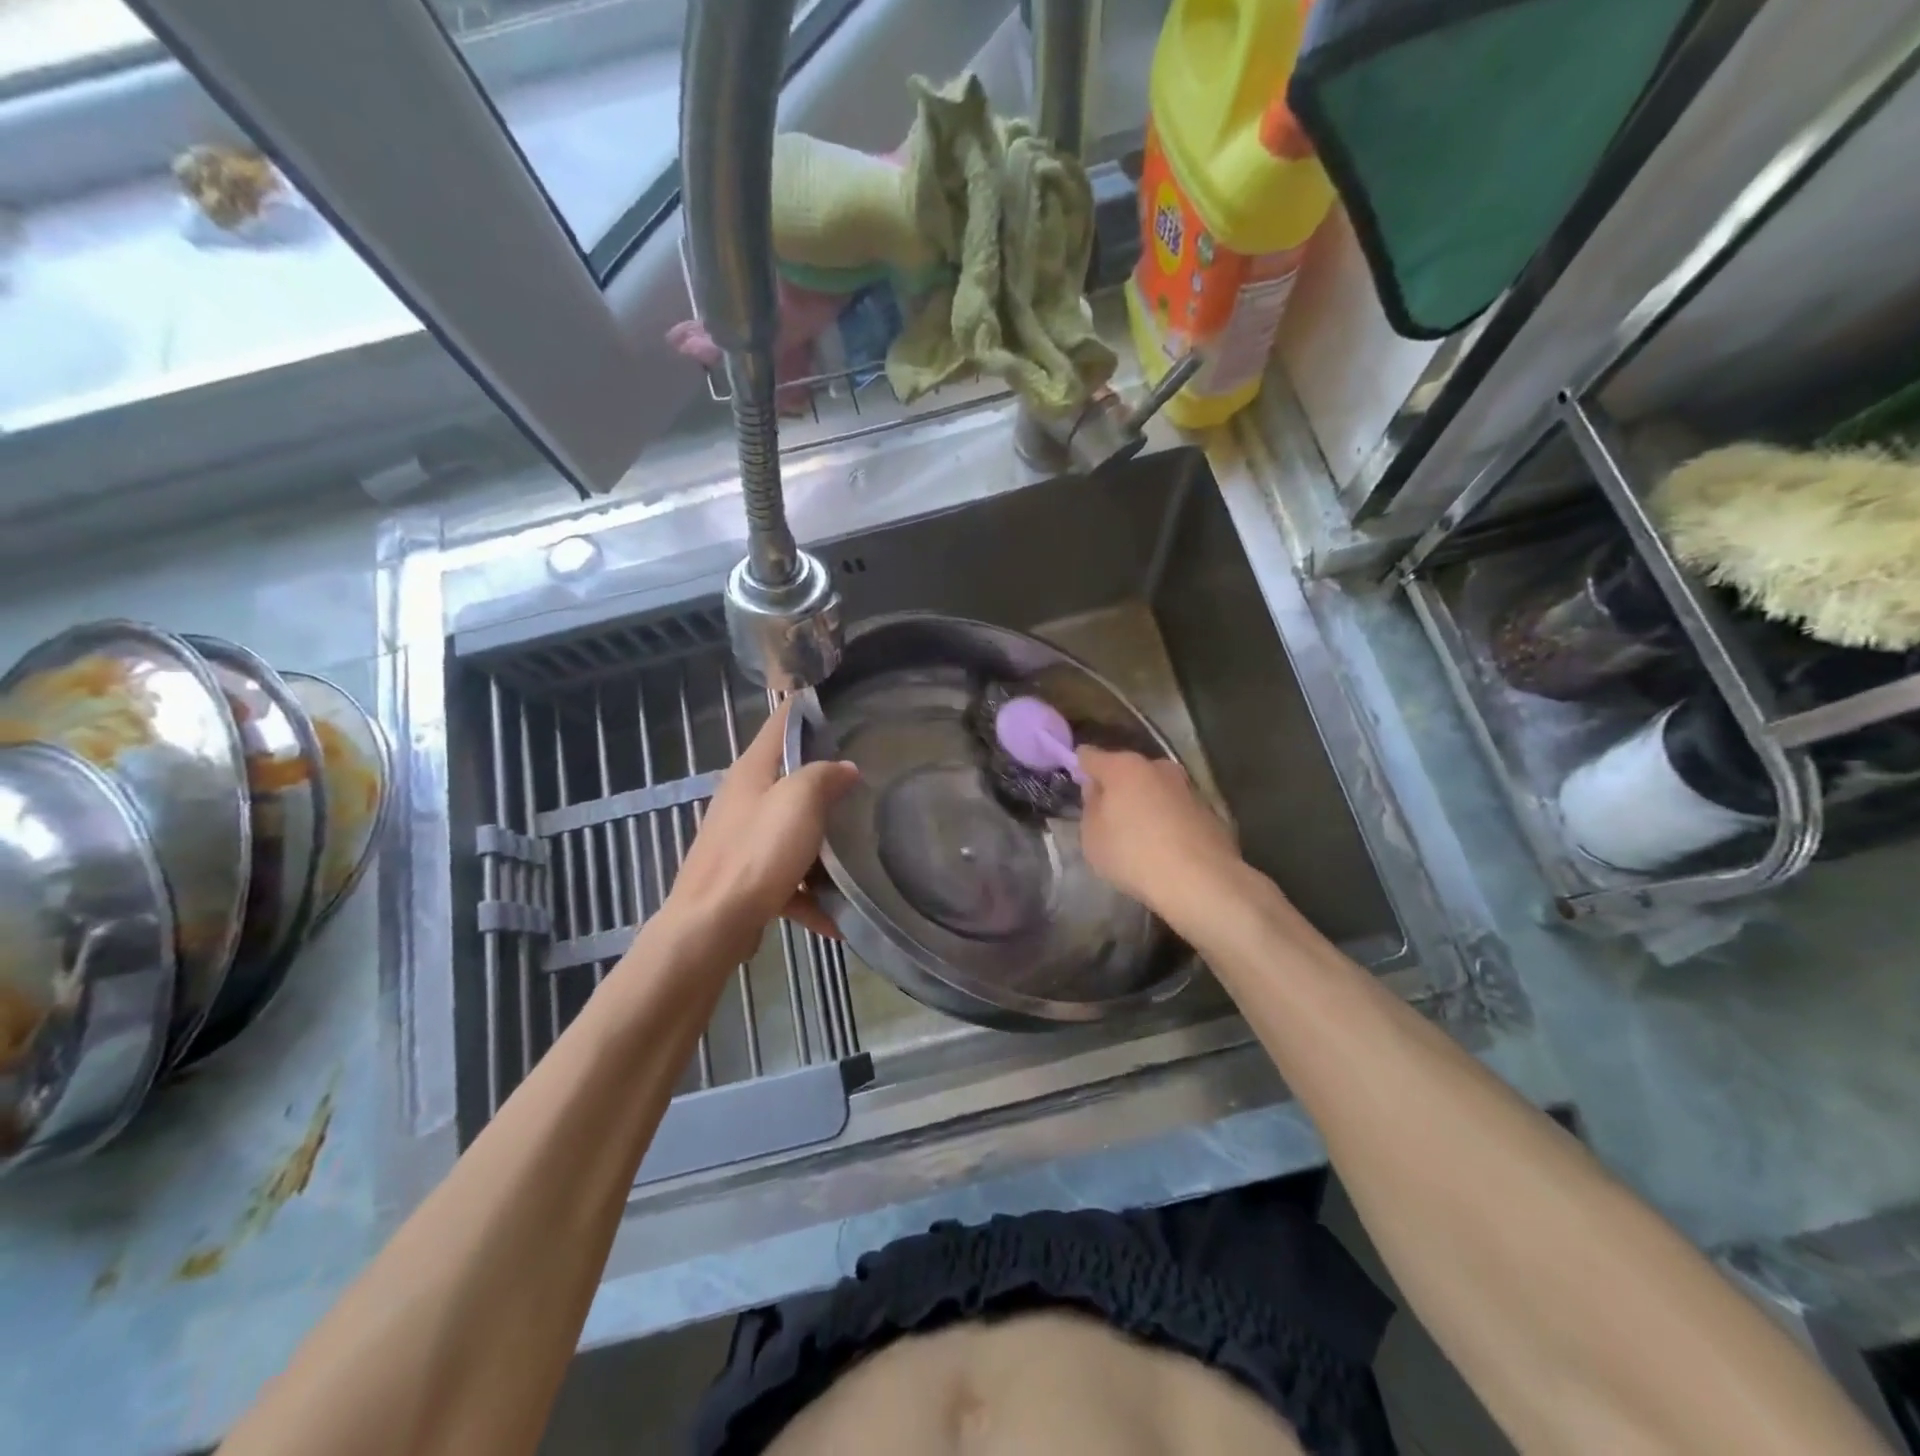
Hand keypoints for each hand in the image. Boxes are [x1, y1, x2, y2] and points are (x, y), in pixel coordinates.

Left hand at [655, 701, 859, 967]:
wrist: (712, 924)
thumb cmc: (757, 852)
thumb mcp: (799, 802)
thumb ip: (824, 776)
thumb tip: (845, 767)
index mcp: (752, 771)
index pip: (780, 723)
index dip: (807, 709)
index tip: (840, 706)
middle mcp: (742, 799)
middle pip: (789, 778)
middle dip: (825, 780)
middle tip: (865, 780)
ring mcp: (741, 840)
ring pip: (789, 830)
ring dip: (820, 845)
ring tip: (857, 855)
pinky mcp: (744, 878)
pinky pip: (786, 879)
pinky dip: (809, 894)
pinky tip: (836, 918)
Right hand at [1076, 747, 1242, 921]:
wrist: (1200, 880)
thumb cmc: (1133, 854)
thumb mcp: (1092, 836)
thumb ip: (1091, 807)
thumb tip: (1099, 790)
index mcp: (1123, 767)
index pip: (1091, 756)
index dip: (1081, 766)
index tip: (1077, 779)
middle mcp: (1157, 767)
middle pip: (1128, 770)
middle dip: (1117, 786)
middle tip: (1108, 812)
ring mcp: (1187, 787)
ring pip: (1156, 788)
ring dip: (1146, 802)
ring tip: (1139, 832)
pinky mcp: (1209, 810)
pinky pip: (1176, 809)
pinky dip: (1168, 819)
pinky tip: (1165, 845)